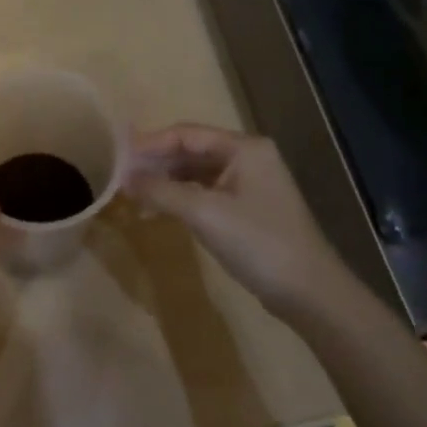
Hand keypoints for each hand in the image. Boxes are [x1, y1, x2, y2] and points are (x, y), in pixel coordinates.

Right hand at [125, 124, 355, 316]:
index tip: (117, 157)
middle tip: (119, 177)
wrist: (310, 292)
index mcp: (243, 148)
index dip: (149, 144)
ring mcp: (249, 183)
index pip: (186, 133)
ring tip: (132, 194)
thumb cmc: (258, 243)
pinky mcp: (247, 208)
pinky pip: (205, 192)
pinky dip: (180, 198)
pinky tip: (157, 210)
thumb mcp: (204, 213)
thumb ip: (161, 191)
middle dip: (155, 163)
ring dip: (165, 181)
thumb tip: (123, 179)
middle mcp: (248, 157)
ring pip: (196, 172)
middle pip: (190, 150)